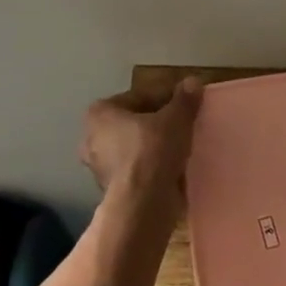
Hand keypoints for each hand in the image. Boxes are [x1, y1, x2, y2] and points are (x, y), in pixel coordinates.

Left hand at [79, 77, 203, 203]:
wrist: (143, 203)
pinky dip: (153, 168)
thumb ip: (184, 99)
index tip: (184, 105)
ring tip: (182, 147)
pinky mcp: (113, 190)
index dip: (165, 99)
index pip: (138, 97)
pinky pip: (138, 170)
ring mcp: (100, 167)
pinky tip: (174, 169)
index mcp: (99, 113)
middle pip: (134, 123)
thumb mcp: (176, 119)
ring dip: (156, 147)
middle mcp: (92, 138)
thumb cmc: (153, 150)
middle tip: (183, 126)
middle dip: (157, 124)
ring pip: (135, 148)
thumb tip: (193, 82)